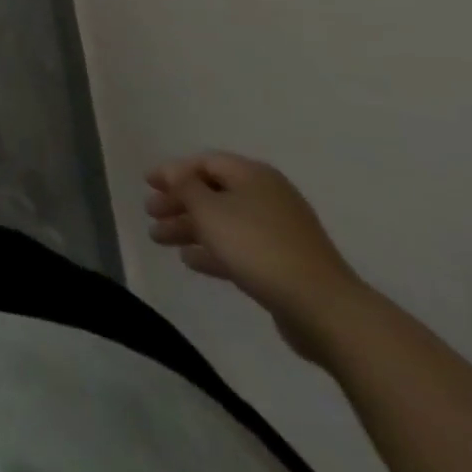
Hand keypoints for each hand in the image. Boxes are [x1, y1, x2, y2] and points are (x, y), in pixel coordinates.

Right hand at [145, 152, 365, 361]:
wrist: (323, 309)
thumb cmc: (258, 247)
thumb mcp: (210, 210)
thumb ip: (185, 186)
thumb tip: (174, 172)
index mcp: (253, 176)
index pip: (204, 162)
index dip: (173, 171)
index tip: (148, 184)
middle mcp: (267, 197)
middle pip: (212, 192)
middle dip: (178, 203)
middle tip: (150, 214)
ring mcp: (278, 232)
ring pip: (223, 222)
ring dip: (189, 228)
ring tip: (160, 240)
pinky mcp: (284, 264)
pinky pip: (239, 248)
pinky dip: (213, 250)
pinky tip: (190, 261)